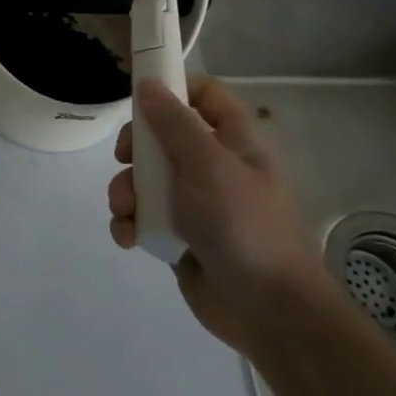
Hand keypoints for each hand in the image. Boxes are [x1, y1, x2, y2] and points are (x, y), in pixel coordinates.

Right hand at [108, 78, 334, 354]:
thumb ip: (173, 122)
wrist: (270, 313)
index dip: (173, 88)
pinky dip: (130, 223)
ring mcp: (195, 202)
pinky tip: (128, 237)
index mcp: (233, 140)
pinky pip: (143, 216)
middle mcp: (213, 165)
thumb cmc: (244, 224)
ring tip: (126, 212)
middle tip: (125, 159)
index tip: (139, 96)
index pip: (204, 94)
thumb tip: (148, 82)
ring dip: (126, 191)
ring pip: (145, 177)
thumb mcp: (207, 164)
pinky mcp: (178, 235)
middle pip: (161, 134)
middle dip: (135, 149)